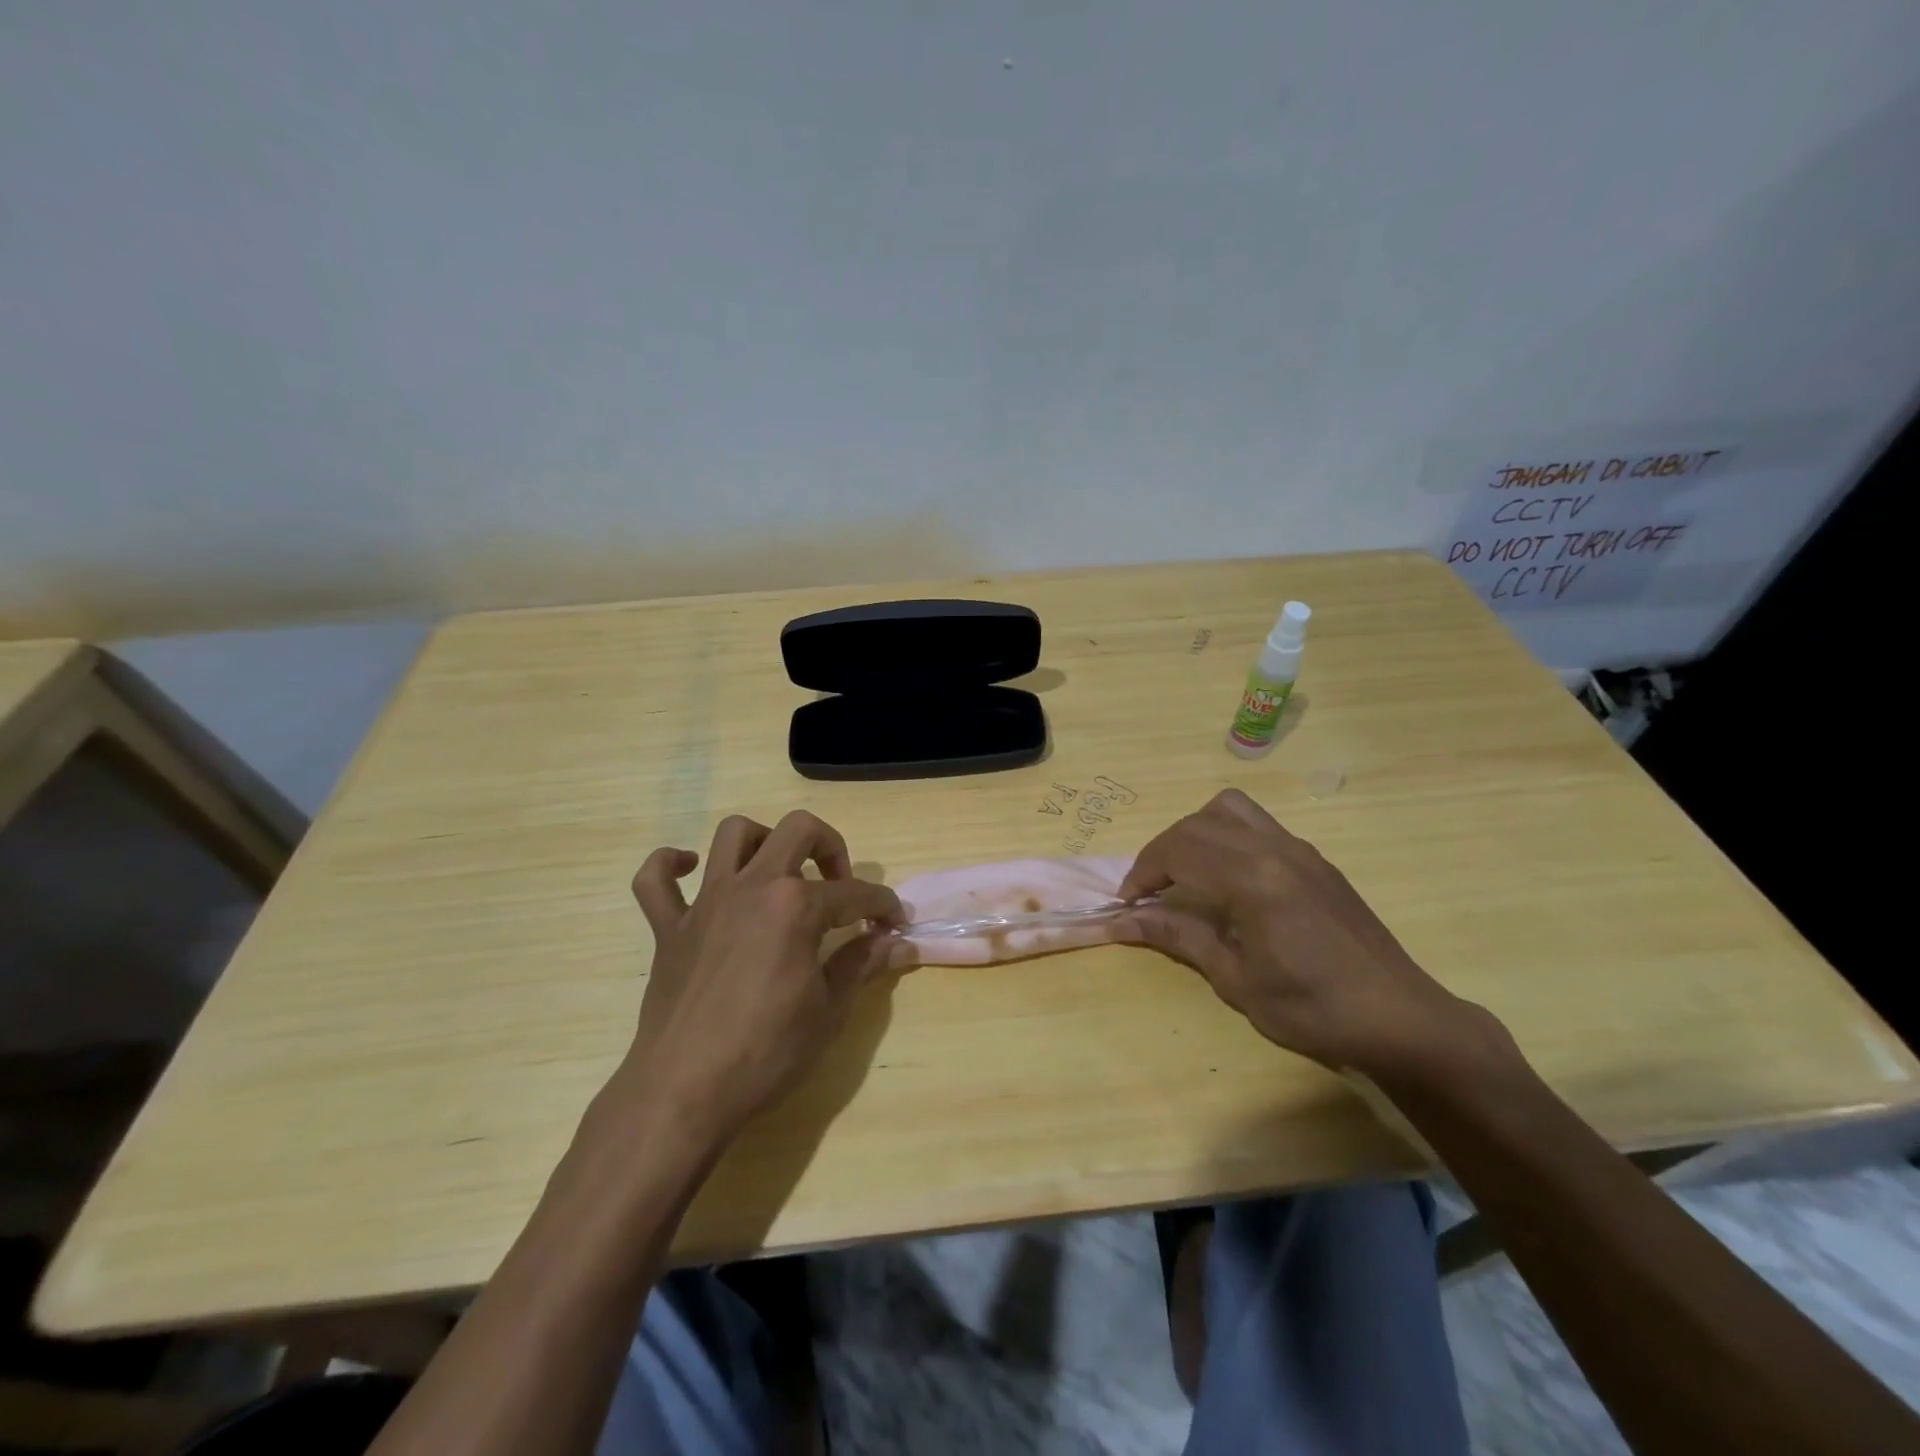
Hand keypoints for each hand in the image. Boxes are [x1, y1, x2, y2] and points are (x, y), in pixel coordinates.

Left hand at [615, 811, 902, 1143]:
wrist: (683, 1092)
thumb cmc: (766, 1053)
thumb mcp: (829, 1011)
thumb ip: (863, 965)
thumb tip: (900, 944)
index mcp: (796, 906)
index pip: (855, 893)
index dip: (883, 905)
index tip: (895, 923)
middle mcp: (752, 887)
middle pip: (798, 830)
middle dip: (831, 847)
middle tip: (840, 887)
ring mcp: (705, 902)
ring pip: (732, 834)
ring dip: (762, 841)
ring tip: (778, 874)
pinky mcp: (668, 927)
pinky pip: (654, 879)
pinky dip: (671, 866)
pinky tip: (692, 873)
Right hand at [1116, 790, 1503, 1077]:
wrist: (1401, 1018)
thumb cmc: (1313, 1008)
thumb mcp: (1236, 978)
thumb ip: (1177, 937)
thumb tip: (1119, 922)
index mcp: (1252, 878)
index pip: (1178, 851)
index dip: (1142, 873)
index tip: (1126, 904)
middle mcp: (1273, 849)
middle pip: (1197, 824)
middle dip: (1161, 852)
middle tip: (1148, 894)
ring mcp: (1298, 849)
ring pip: (1229, 810)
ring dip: (1195, 833)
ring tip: (1186, 874)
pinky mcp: (1315, 860)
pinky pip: (1257, 825)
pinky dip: (1226, 838)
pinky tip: (1229, 882)